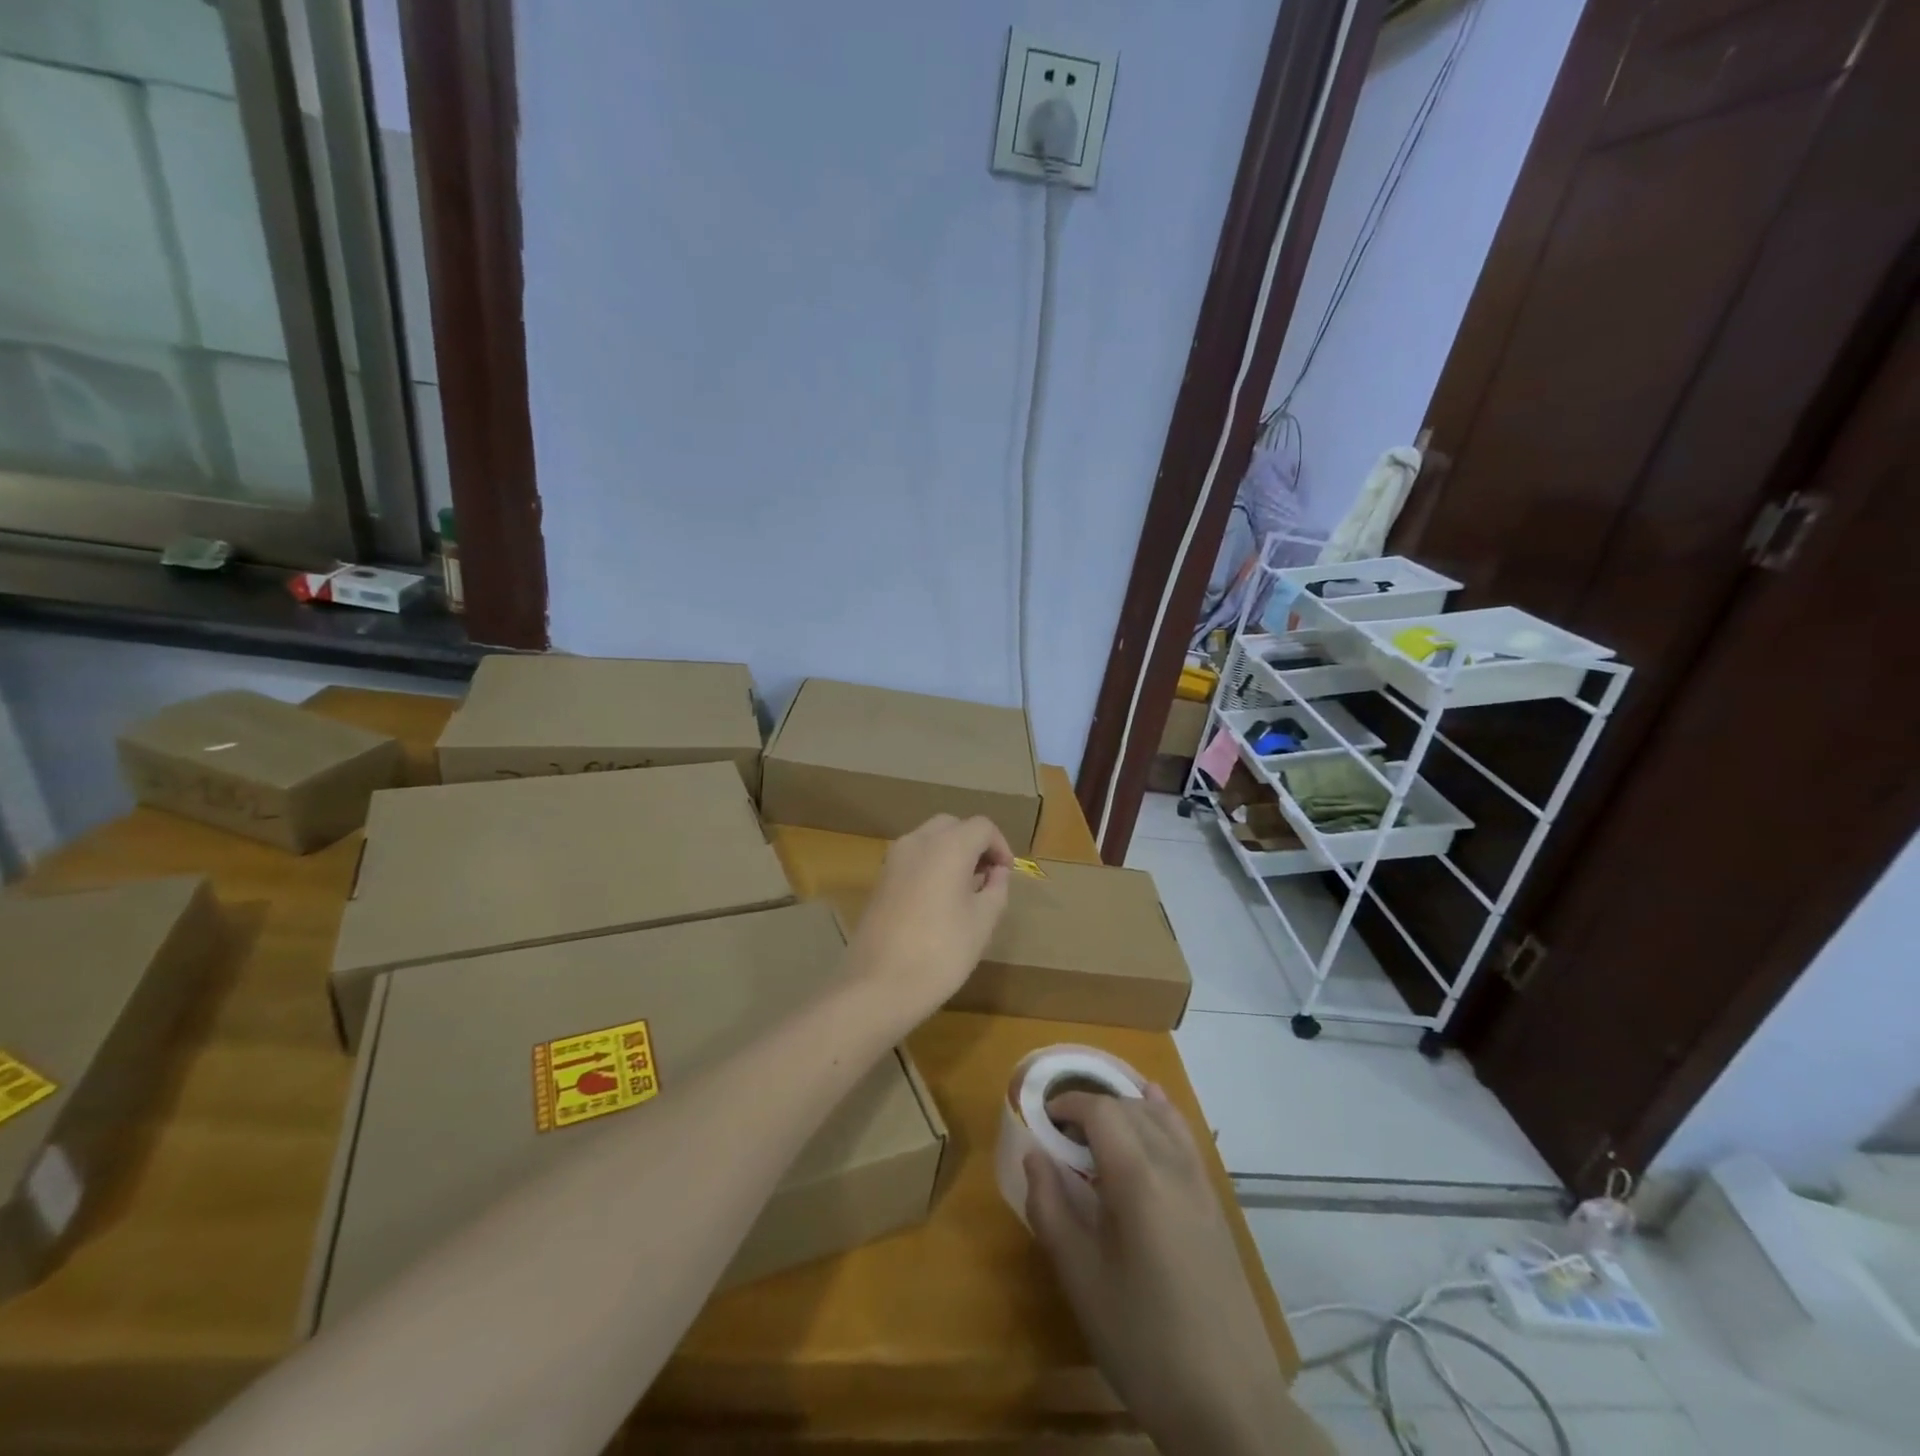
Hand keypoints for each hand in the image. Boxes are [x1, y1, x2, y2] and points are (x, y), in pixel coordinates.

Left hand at [846, 814, 1013, 1027]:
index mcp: (948, 846)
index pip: (982, 827)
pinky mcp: (879, 880)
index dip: (1000, 846)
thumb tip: (996, 873)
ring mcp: (893, 859)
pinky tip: (938, 900)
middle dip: (974, 845)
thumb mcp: (983, 922)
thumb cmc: (941, 953)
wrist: (878, 985)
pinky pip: (912, 858)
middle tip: (987, 877)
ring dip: (951, 853)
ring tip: (965, 890)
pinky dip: (930, 866)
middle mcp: (918, 842)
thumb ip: (996, 889)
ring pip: (929, 840)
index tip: (1007, 875)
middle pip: (953, 826)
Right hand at [1025, 1088, 1327, 1455]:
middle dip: (1092, 1107)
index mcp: (1138, 1177)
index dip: (1068, 1104)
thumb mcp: (1081, 1279)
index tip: (1043, 1119)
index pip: (1100, 1110)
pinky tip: (1152, 1118)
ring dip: (1125, 1109)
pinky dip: (1162, 1117)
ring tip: (1097, 1130)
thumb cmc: (1143, 1341)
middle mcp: (1173, 1165)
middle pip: (1129, 1107)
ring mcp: (1201, 1183)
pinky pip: (1185, 1138)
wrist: (1229, 1405)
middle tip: (1061, 1135)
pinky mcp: (1216, 1204)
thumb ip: (1050, 1208)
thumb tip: (1034, 1156)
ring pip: (1160, 1117)